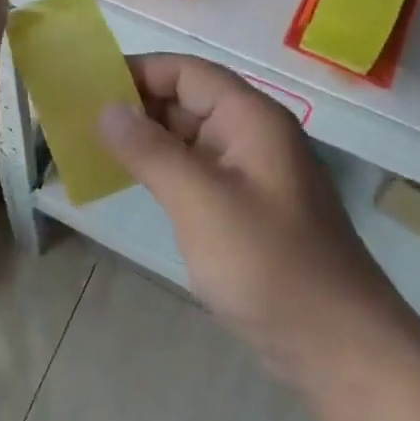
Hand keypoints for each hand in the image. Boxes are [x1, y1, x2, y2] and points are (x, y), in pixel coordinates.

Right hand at [97, 55, 400, 384]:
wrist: (341, 350)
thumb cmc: (269, 264)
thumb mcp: (200, 202)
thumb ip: (150, 150)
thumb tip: (105, 107)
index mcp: (250, 117)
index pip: (185, 70)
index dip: (136, 71)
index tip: (87, 86)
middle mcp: (250, 134)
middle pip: (186, 98)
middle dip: (135, 104)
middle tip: (78, 118)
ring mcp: (249, 172)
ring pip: (187, 135)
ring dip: (144, 137)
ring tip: (91, 145)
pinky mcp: (244, 206)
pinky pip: (194, 169)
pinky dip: (161, 167)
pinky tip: (129, 179)